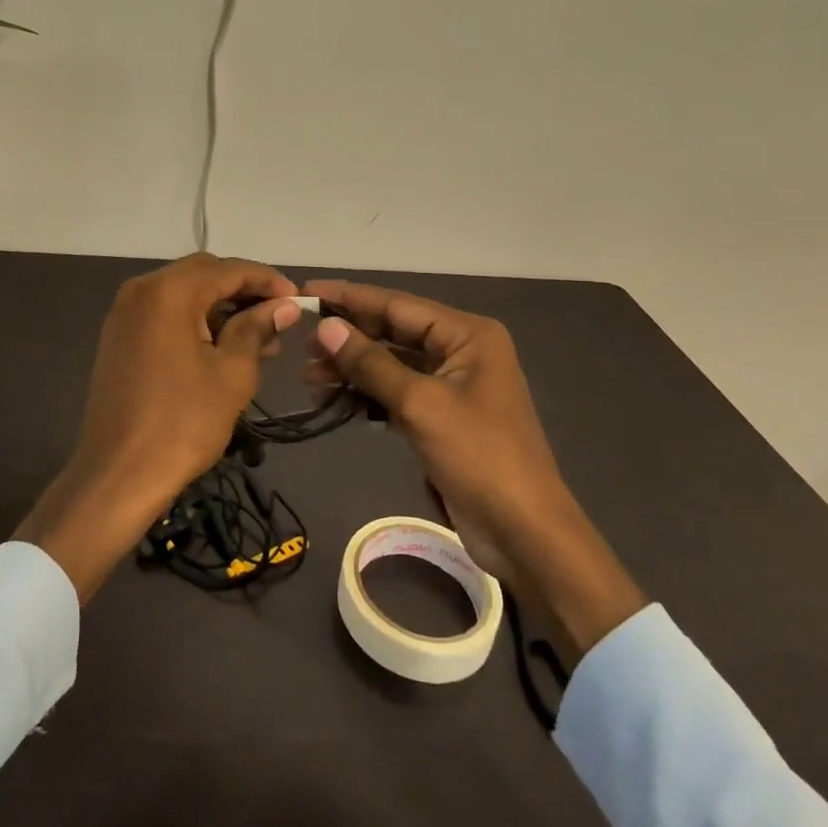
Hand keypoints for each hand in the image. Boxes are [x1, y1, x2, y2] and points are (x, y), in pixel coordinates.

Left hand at [18, 254, 302, 601]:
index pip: (228, 269)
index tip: (296, 299)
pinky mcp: (119, 337)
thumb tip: (283, 306)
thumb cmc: (183, 423)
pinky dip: (195, 321)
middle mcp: (142, 290)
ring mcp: (125, 313)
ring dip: (220, 308)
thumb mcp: (232, 373)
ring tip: (259, 339)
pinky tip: (222, 347)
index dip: (266, 280)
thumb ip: (256, 329)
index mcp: (169, 291)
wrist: (118, 475)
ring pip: (184, 294)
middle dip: (243, 291)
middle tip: (277, 317)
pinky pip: (165, 314)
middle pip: (203, 274)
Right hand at [303, 280, 645, 658]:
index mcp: (467, 335)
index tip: (307, 292)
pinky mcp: (443, 417)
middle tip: (302, 345)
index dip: (350, 298)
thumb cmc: (479, 457)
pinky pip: (397, 392)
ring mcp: (453, 385)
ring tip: (309, 377)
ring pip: (392, 363)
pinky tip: (335, 401)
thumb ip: (371, 363)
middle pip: (393, 331)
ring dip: (353, 369)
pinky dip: (368, 395)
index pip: (397, 304)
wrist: (525, 534)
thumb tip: (326, 327)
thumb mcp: (421, 404)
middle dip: (348, 338)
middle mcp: (461, 350)